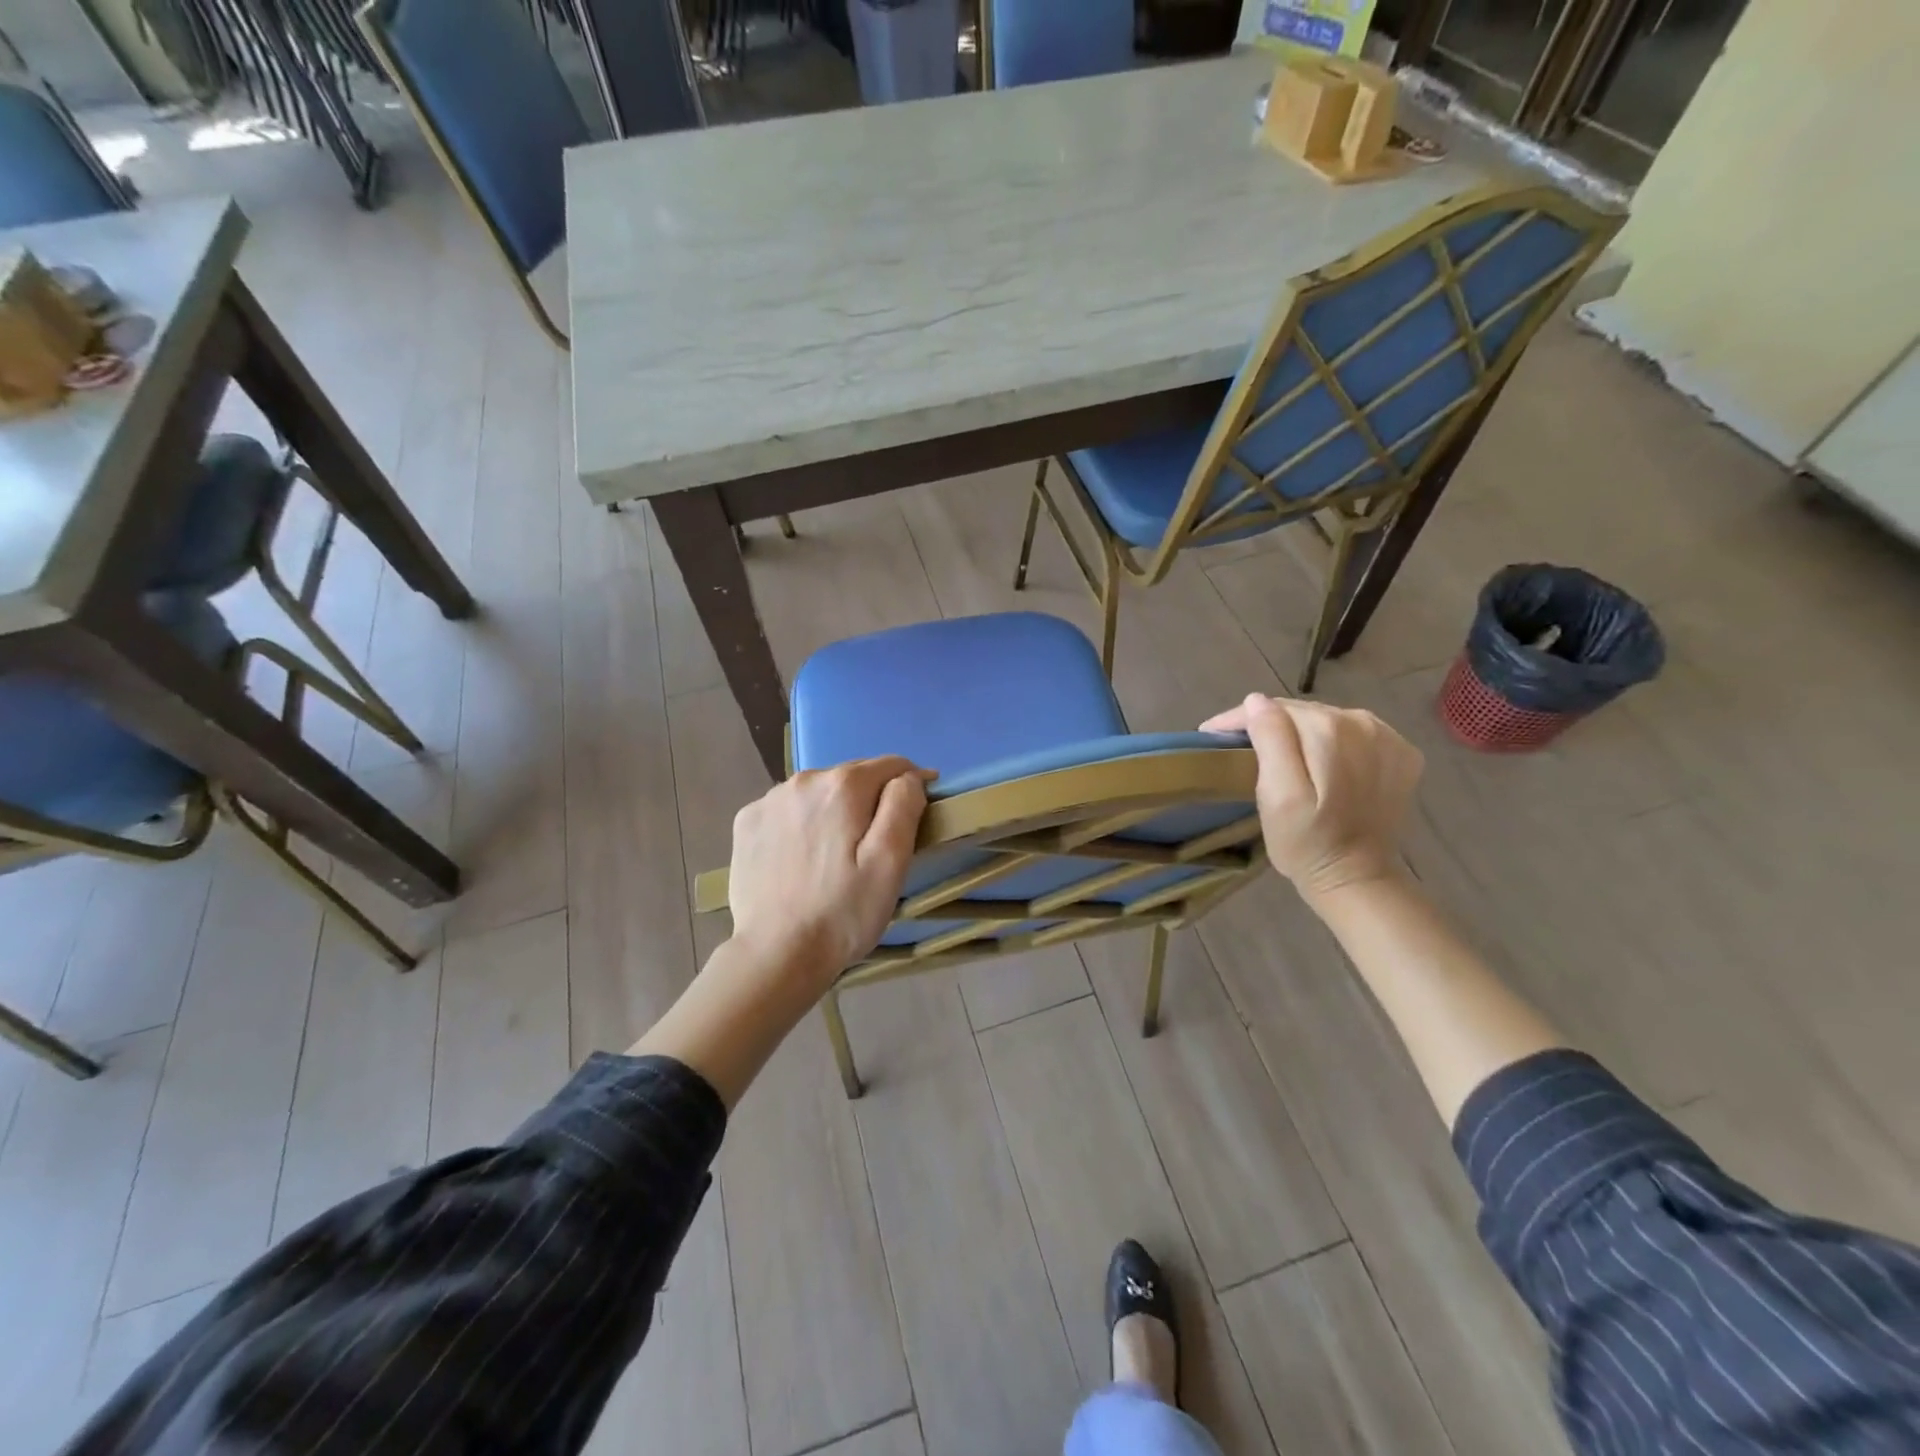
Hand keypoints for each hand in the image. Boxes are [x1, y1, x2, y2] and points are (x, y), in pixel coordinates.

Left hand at [727, 756, 933, 988]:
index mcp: (843, 785)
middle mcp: (803, 780)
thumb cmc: (844, 911)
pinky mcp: (746, 822)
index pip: (891, 765)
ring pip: (818, 792)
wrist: (777, 955)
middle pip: (853, 776)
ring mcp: (769, 799)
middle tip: (875, 846)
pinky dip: (802, 823)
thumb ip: (903, 805)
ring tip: (837, 855)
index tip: (918, 814)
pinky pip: (788, 810)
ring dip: (835, 810)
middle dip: (871, 799)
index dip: (912, 785)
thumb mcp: (890, 861)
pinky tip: (803, 858)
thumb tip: (910, 776)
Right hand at [1200, 694, 1422, 902]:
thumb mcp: (1277, 795)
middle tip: (1239, 746)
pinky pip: (1355, 735)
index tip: (1211, 733)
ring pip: (1328, 719)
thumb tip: (1257, 701)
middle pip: (1303, 711)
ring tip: (1276, 752)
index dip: (1238, 718)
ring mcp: (1389, 738)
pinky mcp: (1402, 755)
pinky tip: (1320, 762)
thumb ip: (1271, 740)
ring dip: (1301, 731)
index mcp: (1329, 729)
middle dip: (1269, 723)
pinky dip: (1334, 743)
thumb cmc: (1306, 842)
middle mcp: (1364, 723)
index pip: (1275, 708)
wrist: (1357, 879)